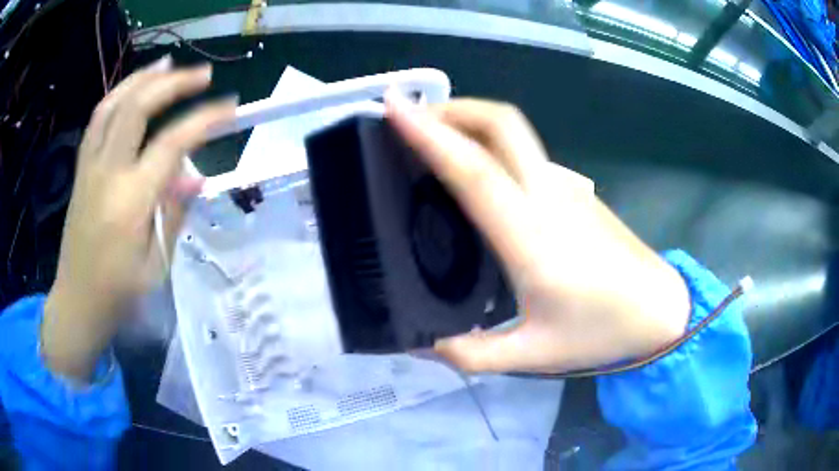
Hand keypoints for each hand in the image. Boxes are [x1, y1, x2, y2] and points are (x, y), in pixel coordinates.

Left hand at [42, 57, 235, 379]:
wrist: (77, 303)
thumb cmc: (118, 294)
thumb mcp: (156, 266)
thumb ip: (174, 215)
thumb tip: (196, 177)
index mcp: (129, 202)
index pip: (171, 144)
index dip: (203, 120)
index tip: (230, 107)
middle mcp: (106, 173)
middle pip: (137, 108)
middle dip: (172, 83)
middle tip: (202, 74)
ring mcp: (89, 168)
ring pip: (112, 105)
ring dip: (141, 78)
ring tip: (167, 64)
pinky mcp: (81, 170)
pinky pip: (97, 120)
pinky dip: (118, 96)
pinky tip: (132, 91)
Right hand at [385, 94, 690, 373]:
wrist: (658, 308)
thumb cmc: (601, 331)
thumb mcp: (532, 355)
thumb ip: (471, 355)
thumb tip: (422, 344)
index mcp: (532, 238)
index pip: (474, 171)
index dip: (430, 134)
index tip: (395, 108)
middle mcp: (548, 196)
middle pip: (500, 124)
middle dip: (452, 109)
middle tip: (410, 117)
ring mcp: (566, 186)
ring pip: (513, 131)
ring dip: (470, 120)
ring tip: (432, 137)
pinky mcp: (575, 188)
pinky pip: (524, 151)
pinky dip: (490, 141)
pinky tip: (476, 168)